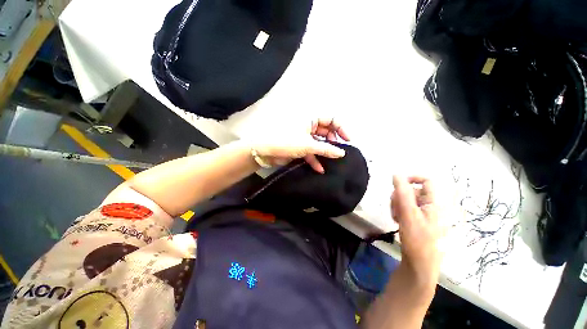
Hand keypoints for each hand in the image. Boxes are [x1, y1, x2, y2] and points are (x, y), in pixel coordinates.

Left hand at [253, 118, 350, 172]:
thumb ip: (326, 149)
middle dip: (332, 142)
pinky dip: (314, 158)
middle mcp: (308, 125)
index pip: (331, 119)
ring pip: (317, 142)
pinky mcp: (297, 145)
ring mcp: (302, 135)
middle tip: (338, 152)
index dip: (341, 128)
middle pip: (325, 131)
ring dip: (323, 152)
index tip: (347, 140)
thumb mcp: (308, 145)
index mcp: (311, 118)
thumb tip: (341, 153)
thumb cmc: (286, 141)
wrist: (262, 150)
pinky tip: (319, 168)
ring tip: (331, 161)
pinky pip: (309, 150)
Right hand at [391, 175, 440, 286]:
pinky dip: (398, 211)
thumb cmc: (417, 240)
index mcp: (434, 203)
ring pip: (406, 200)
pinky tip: (397, 220)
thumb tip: (396, 174)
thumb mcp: (408, 214)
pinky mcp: (417, 220)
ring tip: (396, 217)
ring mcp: (423, 214)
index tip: (396, 185)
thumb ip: (402, 193)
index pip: (427, 181)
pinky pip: (405, 208)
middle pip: (412, 190)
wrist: (419, 265)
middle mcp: (430, 206)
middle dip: (399, 196)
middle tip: (395, 208)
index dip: (411, 179)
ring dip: (397, 205)